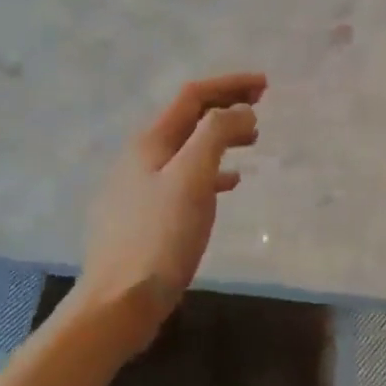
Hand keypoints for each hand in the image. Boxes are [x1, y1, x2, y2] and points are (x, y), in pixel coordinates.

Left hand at [69, 72, 266, 351]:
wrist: (120, 301)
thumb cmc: (160, 236)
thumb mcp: (193, 178)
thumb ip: (216, 135)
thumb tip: (241, 111)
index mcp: (150, 142)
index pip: (193, 96)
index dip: (229, 84)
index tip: (265, 85)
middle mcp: (141, 158)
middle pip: (188, 118)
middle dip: (225, 106)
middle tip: (261, 107)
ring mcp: (140, 188)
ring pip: (188, 148)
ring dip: (220, 137)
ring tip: (252, 142)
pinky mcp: (145, 216)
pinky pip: (184, 178)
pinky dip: (211, 171)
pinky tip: (228, 185)